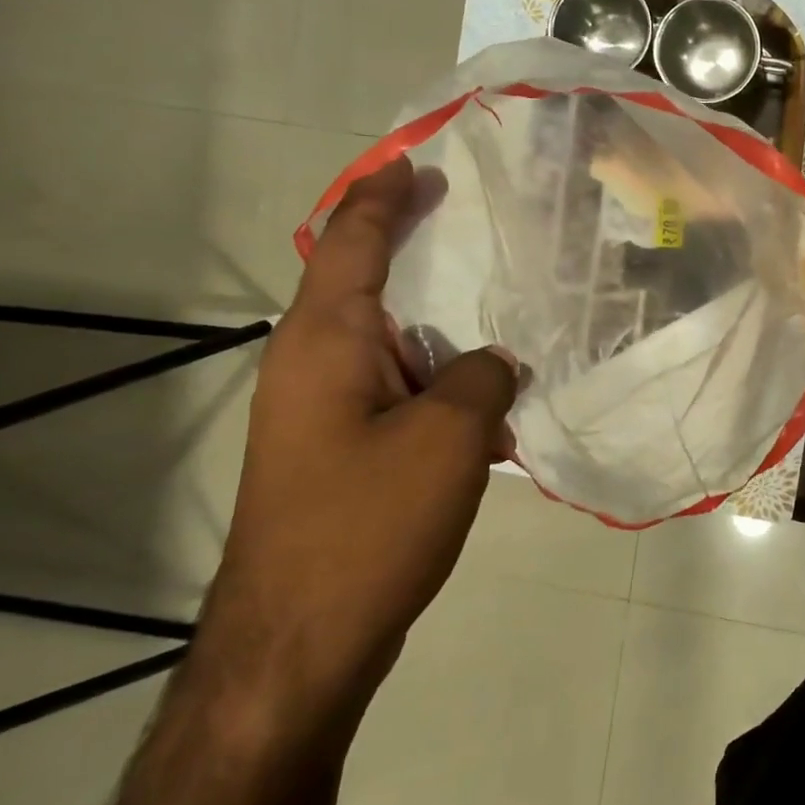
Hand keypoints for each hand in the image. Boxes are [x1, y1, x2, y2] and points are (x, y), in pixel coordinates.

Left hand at [195, 158, 517, 734]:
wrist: (300, 642)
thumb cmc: (368, 522)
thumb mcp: (450, 437)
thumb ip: (482, 377)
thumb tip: (494, 362)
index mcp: (326, 340)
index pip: (353, 241)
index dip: (385, 195)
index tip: (416, 162)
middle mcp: (313, 363)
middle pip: (367, 284)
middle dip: (417, 251)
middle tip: (469, 221)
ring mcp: (323, 411)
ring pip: (391, 345)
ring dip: (442, 334)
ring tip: (504, 322)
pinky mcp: (341, 451)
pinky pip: (399, 393)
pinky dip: (441, 388)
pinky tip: (492, 413)